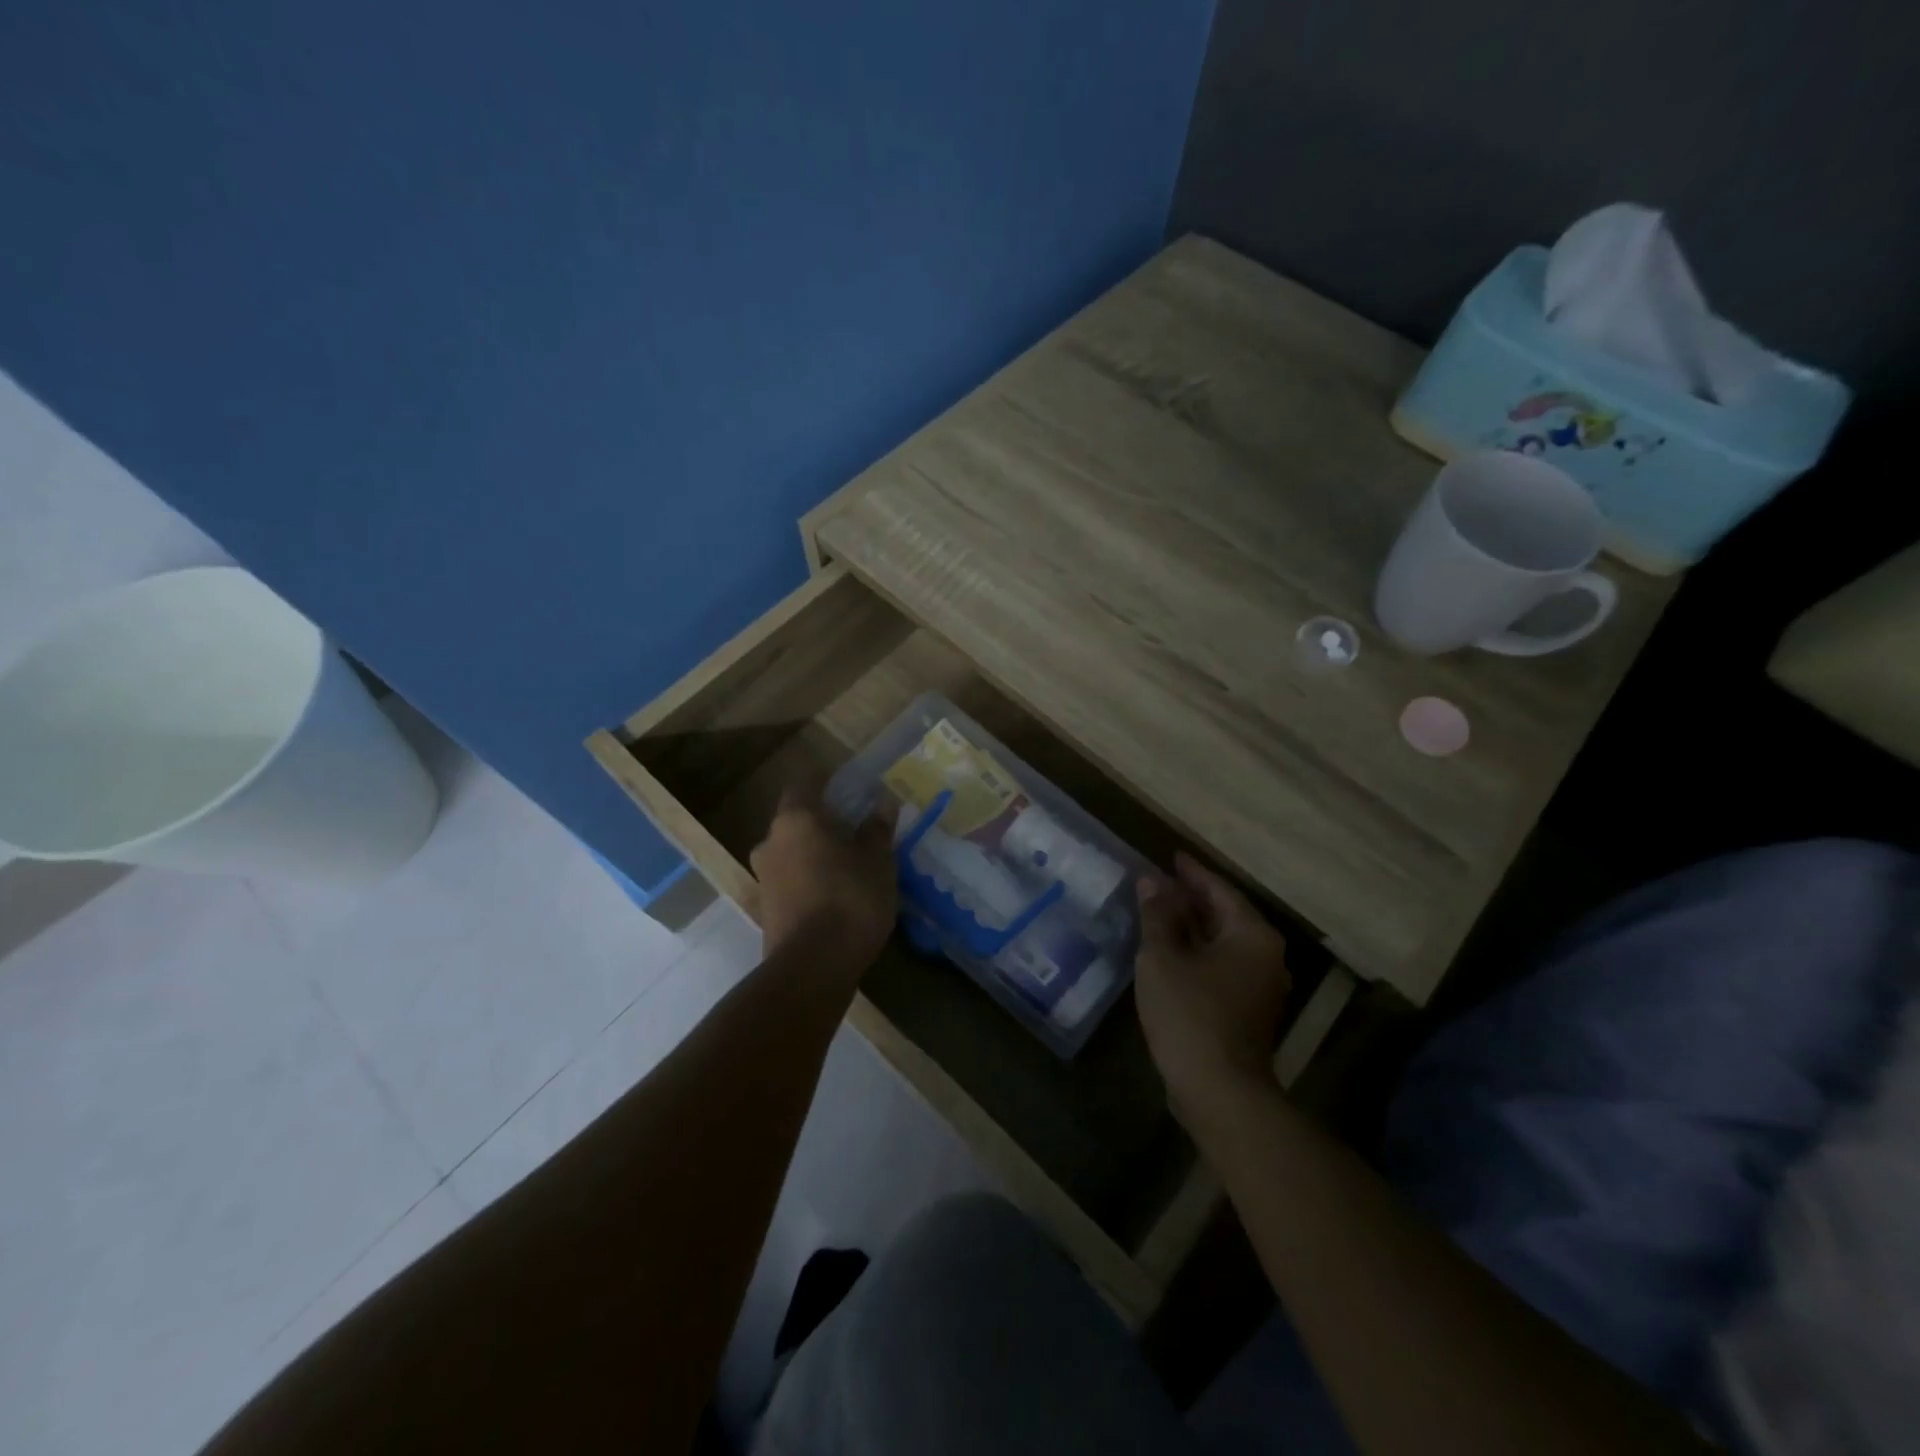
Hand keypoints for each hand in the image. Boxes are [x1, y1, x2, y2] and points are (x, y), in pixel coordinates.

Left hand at [750, 788, 896, 970]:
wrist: (813, 967)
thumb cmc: (850, 898)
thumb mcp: (878, 861)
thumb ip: (878, 829)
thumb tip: (883, 802)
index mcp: (795, 820)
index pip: (804, 785)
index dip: (827, 785)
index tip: (852, 794)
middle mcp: (770, 842)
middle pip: (796, 821)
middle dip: (823, 825)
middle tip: (856, 834)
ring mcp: (763, 878)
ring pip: (792, 853)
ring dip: (815, 856)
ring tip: (850, 870)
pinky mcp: (766, 910)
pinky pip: (790, 882)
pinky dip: (809, 882)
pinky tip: (836, 898)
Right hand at [1136, 852, 1290, 1120]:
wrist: (1220, 1091)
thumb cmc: (1190, 1014)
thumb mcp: (1162, 957)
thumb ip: (1157, 916)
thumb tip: (1152, 882)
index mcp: (1252, 935)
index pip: (1219, 890)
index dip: (1191, 873)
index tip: (1171, 856)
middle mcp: (1265, 956)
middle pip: (1225, 914)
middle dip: (1191, 898)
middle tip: (1160, 882)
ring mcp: (1260, 986)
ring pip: (1223, 942)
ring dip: (1193, 926)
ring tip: (1160, 912)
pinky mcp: (1248, 1011)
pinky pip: (1222, 965)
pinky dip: (1198, 952)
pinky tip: (1171, 952)